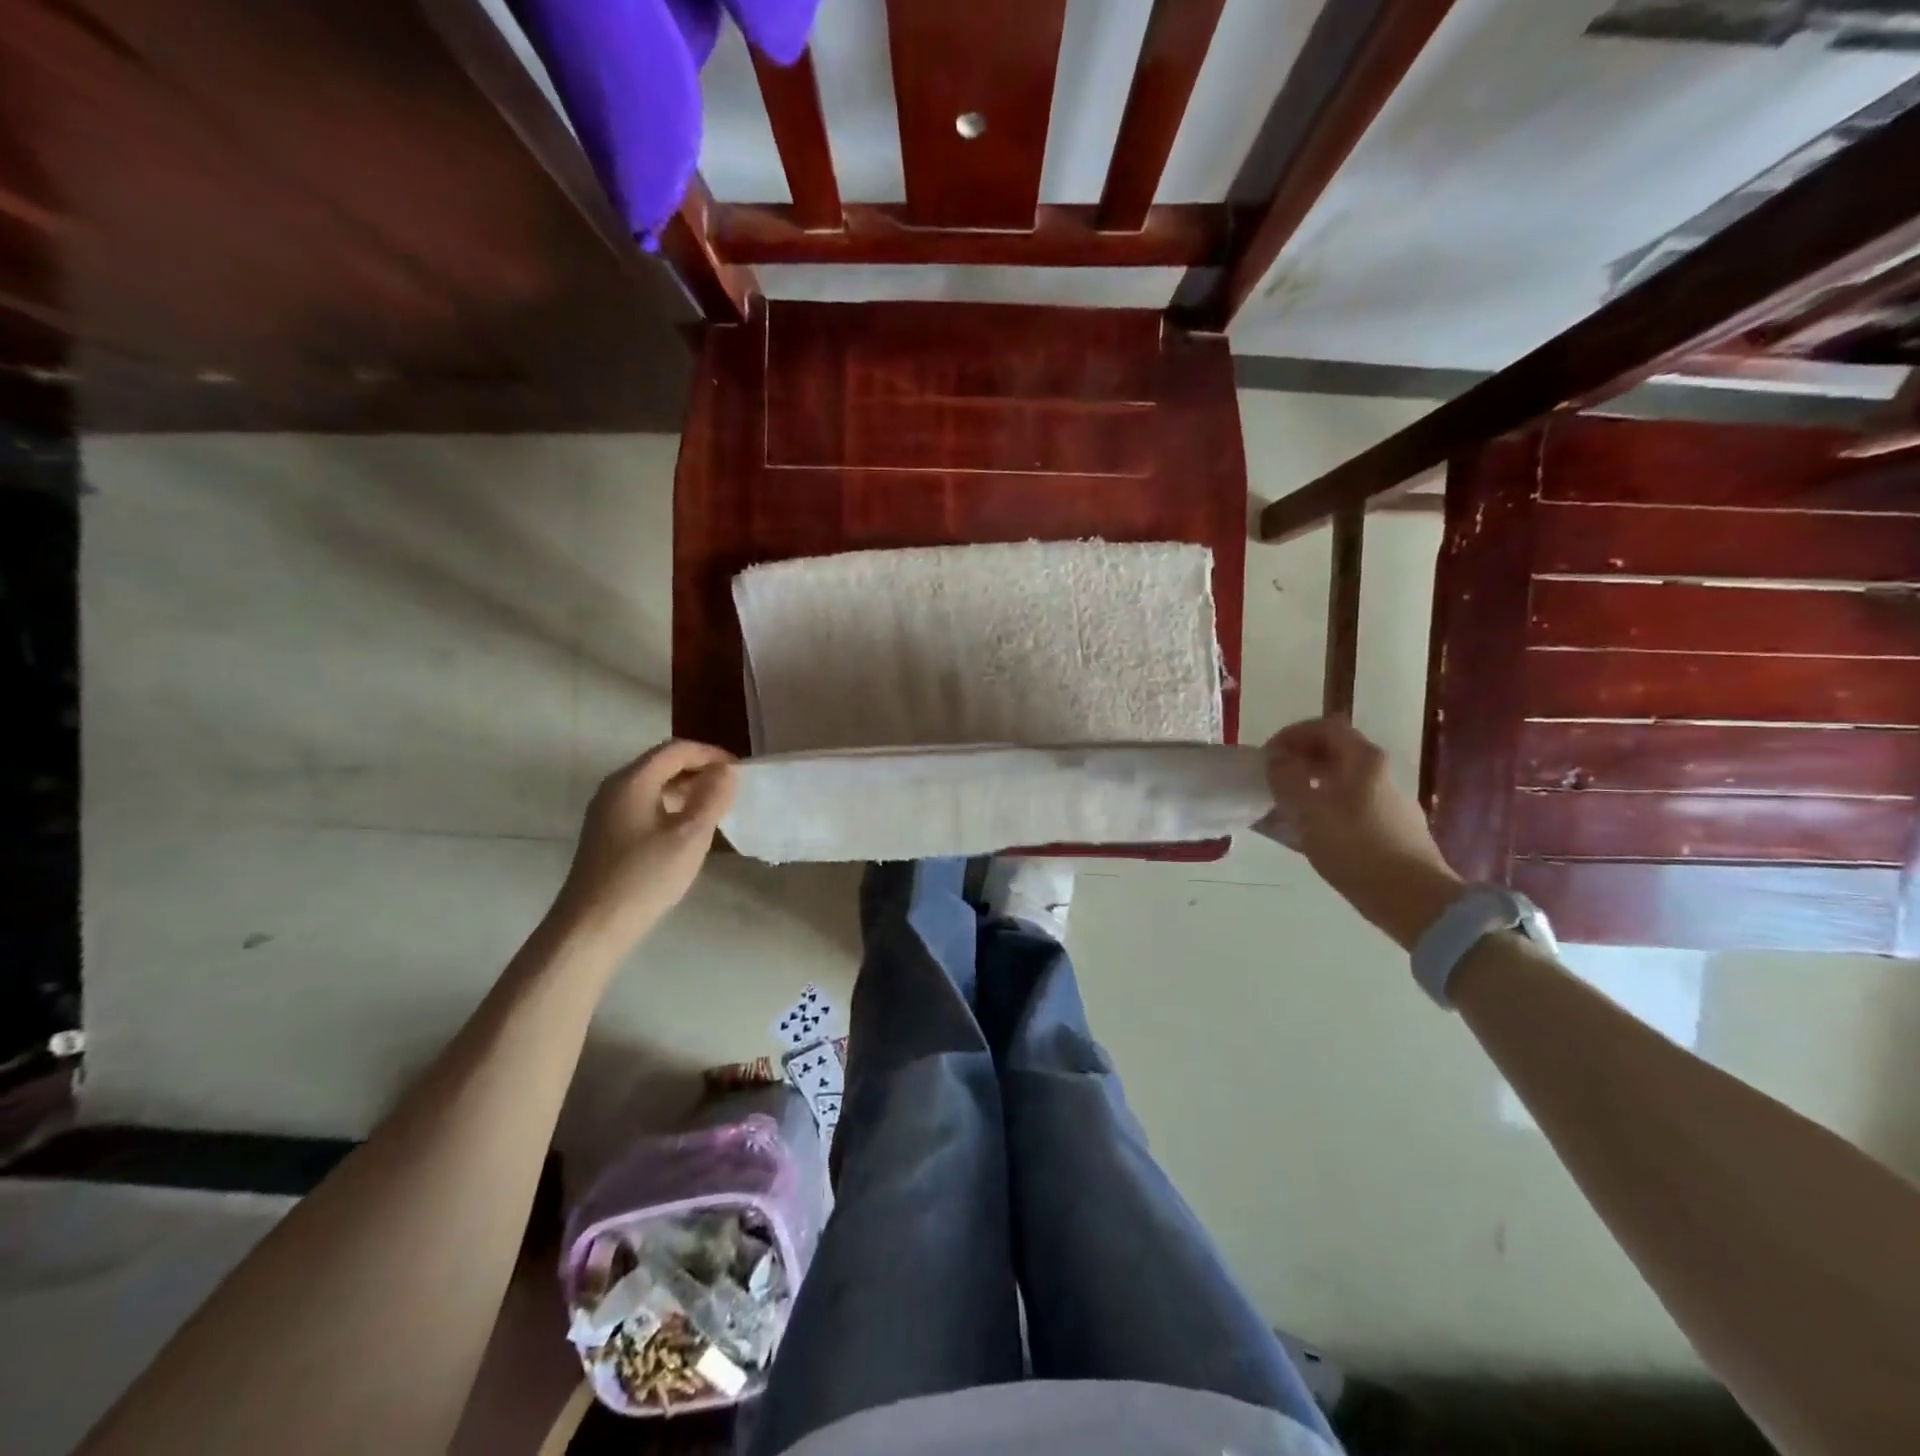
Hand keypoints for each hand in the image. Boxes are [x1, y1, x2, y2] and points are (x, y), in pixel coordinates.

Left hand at [554, 740, 736, 946]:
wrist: (592, 926)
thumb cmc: (645, 876)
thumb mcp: (690, 836)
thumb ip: (712, 797)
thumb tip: (727, 770)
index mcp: (633, 781)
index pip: (676, 750)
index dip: (710, 754)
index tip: (739, 771)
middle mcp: (615, 788)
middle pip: (662, 763)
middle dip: (699, 769)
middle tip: (731, 789)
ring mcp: (607, 811)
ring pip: (653, 785)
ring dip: (686, 789)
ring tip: (715, 808)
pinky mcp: (606, 832)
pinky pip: (644, 804)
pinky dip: (671, 806)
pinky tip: (687, 829)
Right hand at [1263, 716, 1462, 948]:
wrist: (1415, 900)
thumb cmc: (1356, 850)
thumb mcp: (1309, 812)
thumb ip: (1287, 779)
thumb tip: (1277, 760)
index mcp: (1362, 760)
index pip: (1324, 727)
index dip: (1292, 735)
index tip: (1268, 756)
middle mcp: (1380, 772)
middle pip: (1334, 751)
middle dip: (1299, 760)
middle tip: (1273, 780)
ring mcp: (1389, 800)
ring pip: (1342, 779)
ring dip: (1310, 785)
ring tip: (1284, 808)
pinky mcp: (1392, 827)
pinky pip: (1350, 804)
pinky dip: (1326, 807)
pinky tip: (1310, 833)